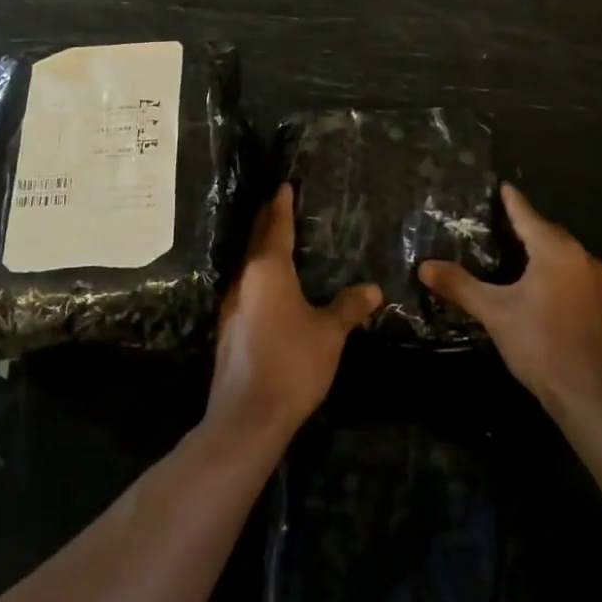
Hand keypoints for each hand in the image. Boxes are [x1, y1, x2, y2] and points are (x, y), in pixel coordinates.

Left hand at [206, 186, 379, 441]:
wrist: (247, 416)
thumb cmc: (292, 363)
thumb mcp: (329, 333)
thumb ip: (350, 307)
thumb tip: (373, 289)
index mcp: (268, 270)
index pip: (276, 226)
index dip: (282, 205)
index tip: (285, 186)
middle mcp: (244, 279)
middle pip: (256, 240)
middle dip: (268, 221)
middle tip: (280, 205)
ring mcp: (231, 304)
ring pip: (248, 264)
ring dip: (261, 248)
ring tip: (278, 240)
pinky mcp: (228, 327)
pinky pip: (246, 286)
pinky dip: (258, 274)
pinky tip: (269, 287)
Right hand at [419, 183, 601, 417]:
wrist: (596, 400)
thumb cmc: (543, 346)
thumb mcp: (495, 313)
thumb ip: (460, 286)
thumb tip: (424, 266)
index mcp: (556, 250)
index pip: (526, 214)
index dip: (509, 199)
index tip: (498, 184)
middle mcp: (581, 257)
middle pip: (546, 231)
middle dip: (521, 224)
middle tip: (491, 220)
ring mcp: (597, 282)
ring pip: (560, 254)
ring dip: (536, 249)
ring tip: (508, 249)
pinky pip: (570, 273)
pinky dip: (550, 269)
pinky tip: (533, 284)